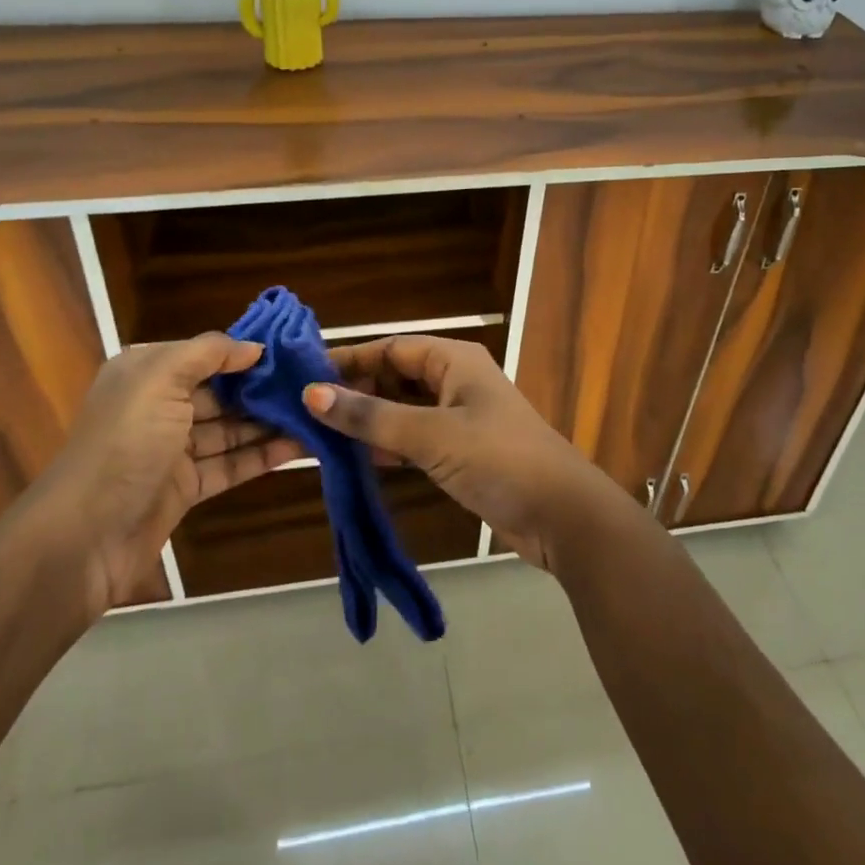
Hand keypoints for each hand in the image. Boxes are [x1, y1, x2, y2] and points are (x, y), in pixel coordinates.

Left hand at [22, 334, 302, 615]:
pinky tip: (301, 446)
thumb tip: (254, 347)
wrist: (81, 539)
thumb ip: (209, 353)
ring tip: (317, 413)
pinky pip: (231, 464)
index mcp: (146, 373)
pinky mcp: (185, 488)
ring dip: (270, 421)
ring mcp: (173, 449)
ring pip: (230, 428)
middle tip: (314, 383)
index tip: (292, 350)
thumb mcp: (160, 379)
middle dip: (263, 387)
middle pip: (221, 391)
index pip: (205, 354)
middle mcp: (159, 405)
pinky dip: (263, 455)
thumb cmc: (124, 444)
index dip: (246, 351)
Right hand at [306, 335, 629, 571]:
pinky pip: (413, 438)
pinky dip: (386, 445)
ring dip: (366, 421)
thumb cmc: (499, 459)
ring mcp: (459, 417)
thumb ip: (371, 416)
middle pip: (394, 377)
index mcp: (453, 360)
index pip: (390, 349)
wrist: (562, 515)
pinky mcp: (460, 452)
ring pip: (401, 410)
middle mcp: (455, 381)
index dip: (348, 360)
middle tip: (303, 413)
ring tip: (317, 436)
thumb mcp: (431, 435)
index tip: (302, 377)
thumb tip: (312, 394)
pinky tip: (354, 459)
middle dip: (353, 393)